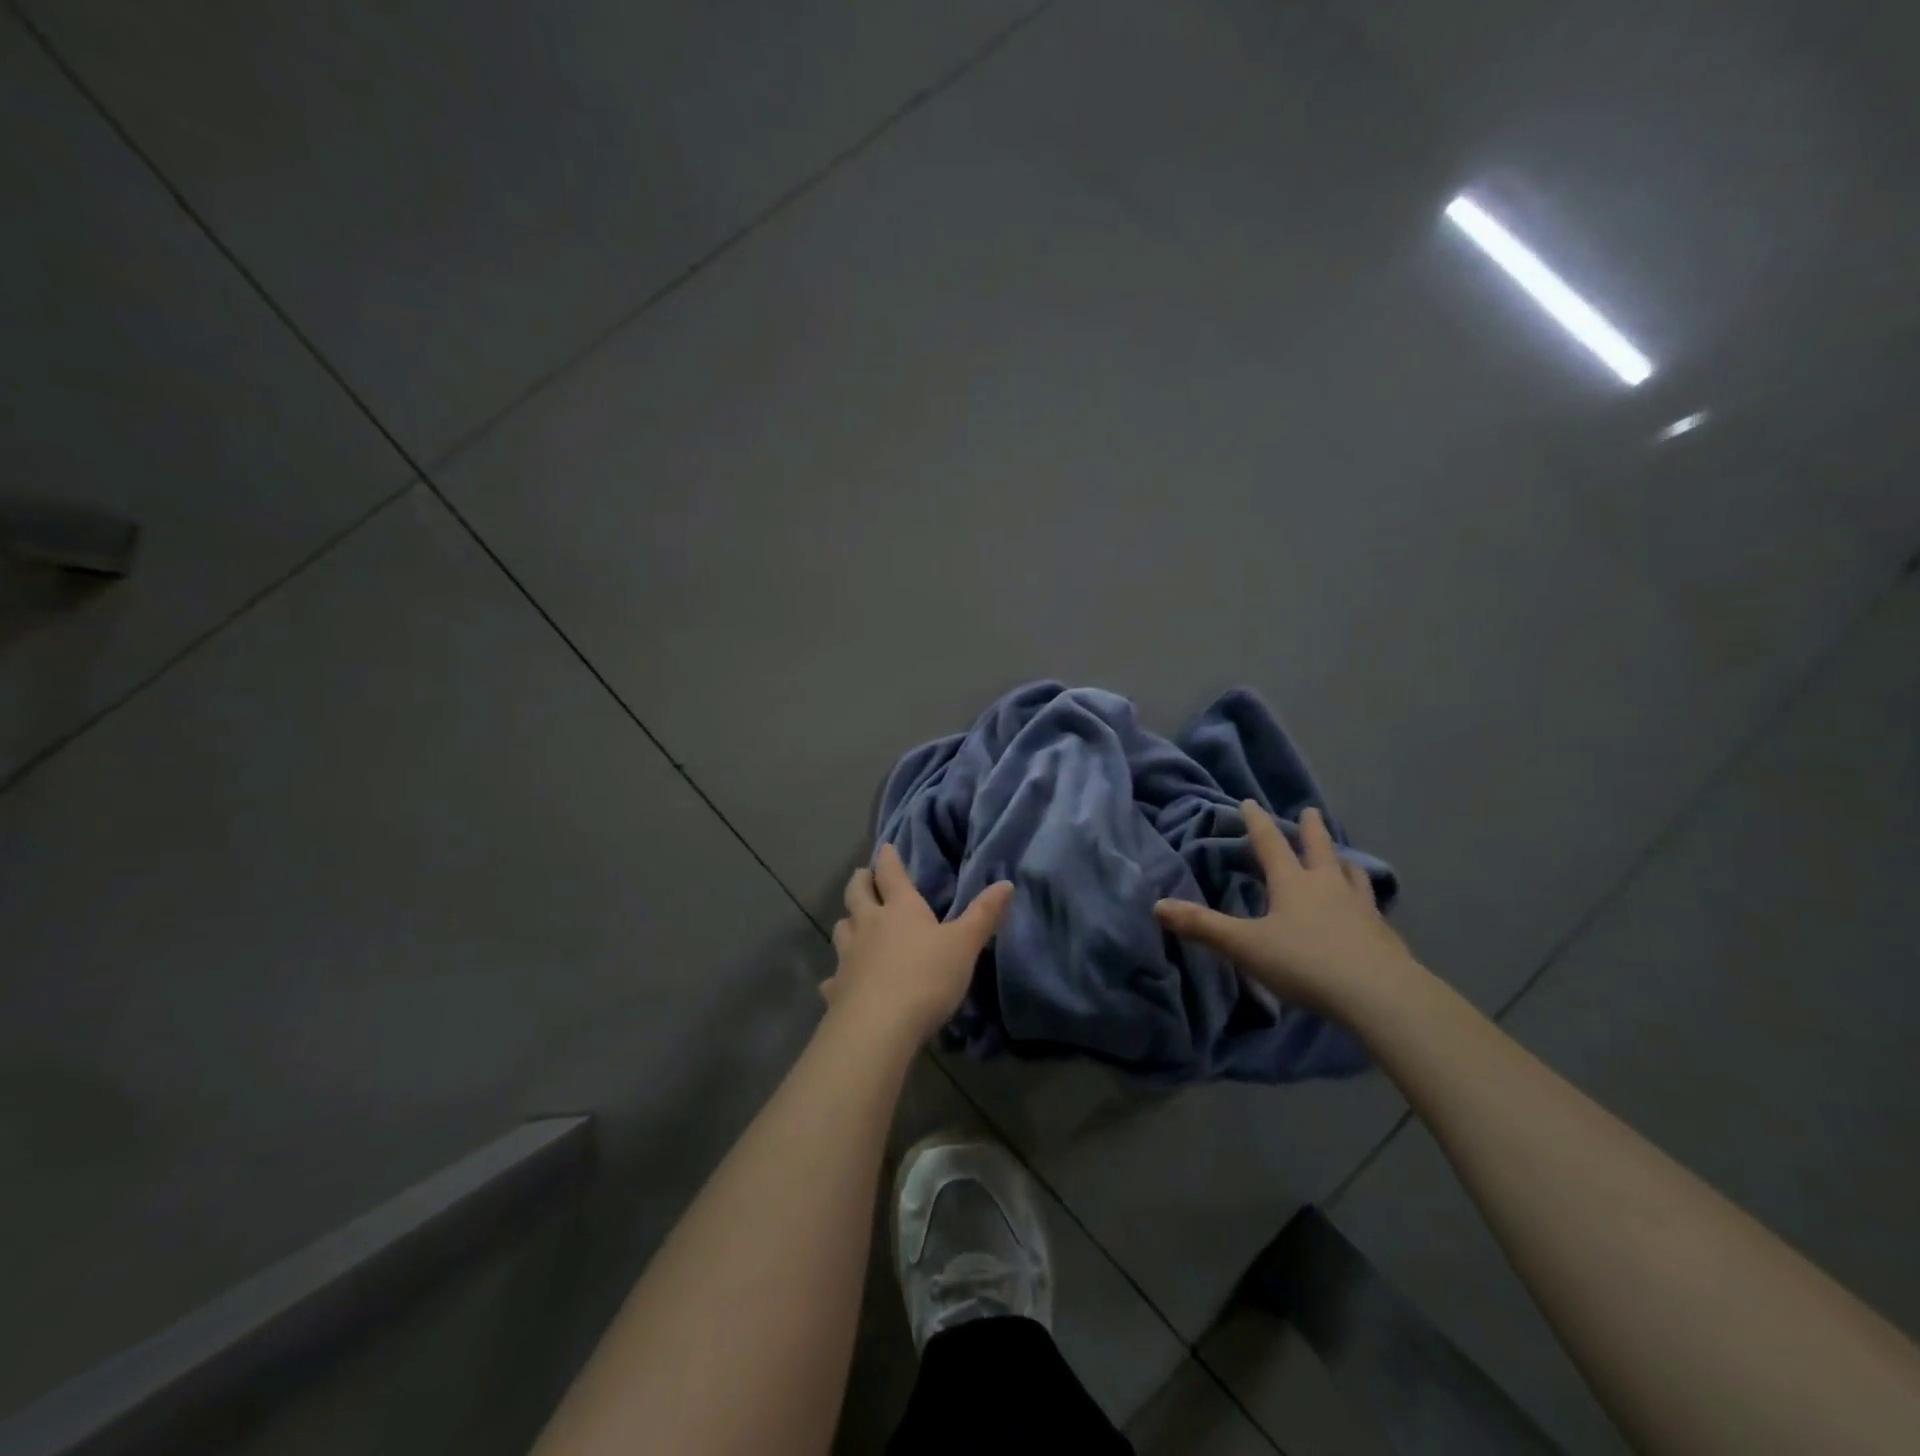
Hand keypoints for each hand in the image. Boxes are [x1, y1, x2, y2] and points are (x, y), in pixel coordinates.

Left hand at [823, 844, 1013, 1048]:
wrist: (879, 1027)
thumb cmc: (926, 978)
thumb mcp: (964, 945)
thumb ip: (983, 915)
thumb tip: (1006, 883)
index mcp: (900, 909)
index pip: (891, 873)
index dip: (889, 858)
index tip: (886, 847)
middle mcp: (869, 925)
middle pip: (856, 893)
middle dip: (860, 881)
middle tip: (863, 876)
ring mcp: (848, 956)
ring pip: (841, 928)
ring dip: (847, 921)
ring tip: (853, 922)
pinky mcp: (836, 989)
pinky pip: (832, 977)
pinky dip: (836, 975)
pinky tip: (838, 982)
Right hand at [1154, 802, 1416, 1019]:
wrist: (1380, 996)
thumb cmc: (1306, 963)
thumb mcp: (1246, 946)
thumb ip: (1203, 926)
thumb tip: (1157, 906)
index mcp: (1293, 883)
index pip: (1270, 844)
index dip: (1257, 822)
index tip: (1250, 802)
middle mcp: (1328, 887)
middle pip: (1319, 849)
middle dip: (1311, 830)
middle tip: (1310, 811)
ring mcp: (1361, 909)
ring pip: (1352, 875)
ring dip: (1343, 862)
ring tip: (1343, 860)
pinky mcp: (1384, 936)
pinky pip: (1373, 909)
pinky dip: (1365, 902)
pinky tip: (1367, 914)